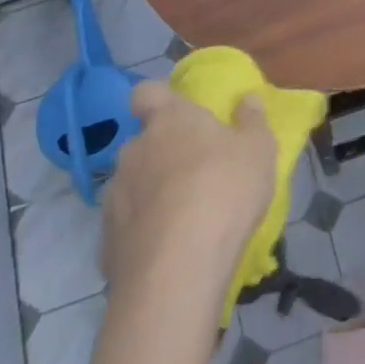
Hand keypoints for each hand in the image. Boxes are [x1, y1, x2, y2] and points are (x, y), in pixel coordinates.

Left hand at [99, 82, 277, 294]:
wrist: (178, 269)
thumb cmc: (225, 191)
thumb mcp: (258, 150)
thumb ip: (252, 121)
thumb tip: (247, 99)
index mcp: (169, 120)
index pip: (146, 93)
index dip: (157, 100)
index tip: (176, 114)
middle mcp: (134, 150)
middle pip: (143, 142)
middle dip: (163, 154)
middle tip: (194, 174)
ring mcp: (114, 195)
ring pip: (132, 184)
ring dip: (151, 193)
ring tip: (181, 218)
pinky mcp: (106, 240)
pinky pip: (126, 225)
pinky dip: (142, 232)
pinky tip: (165, 251)